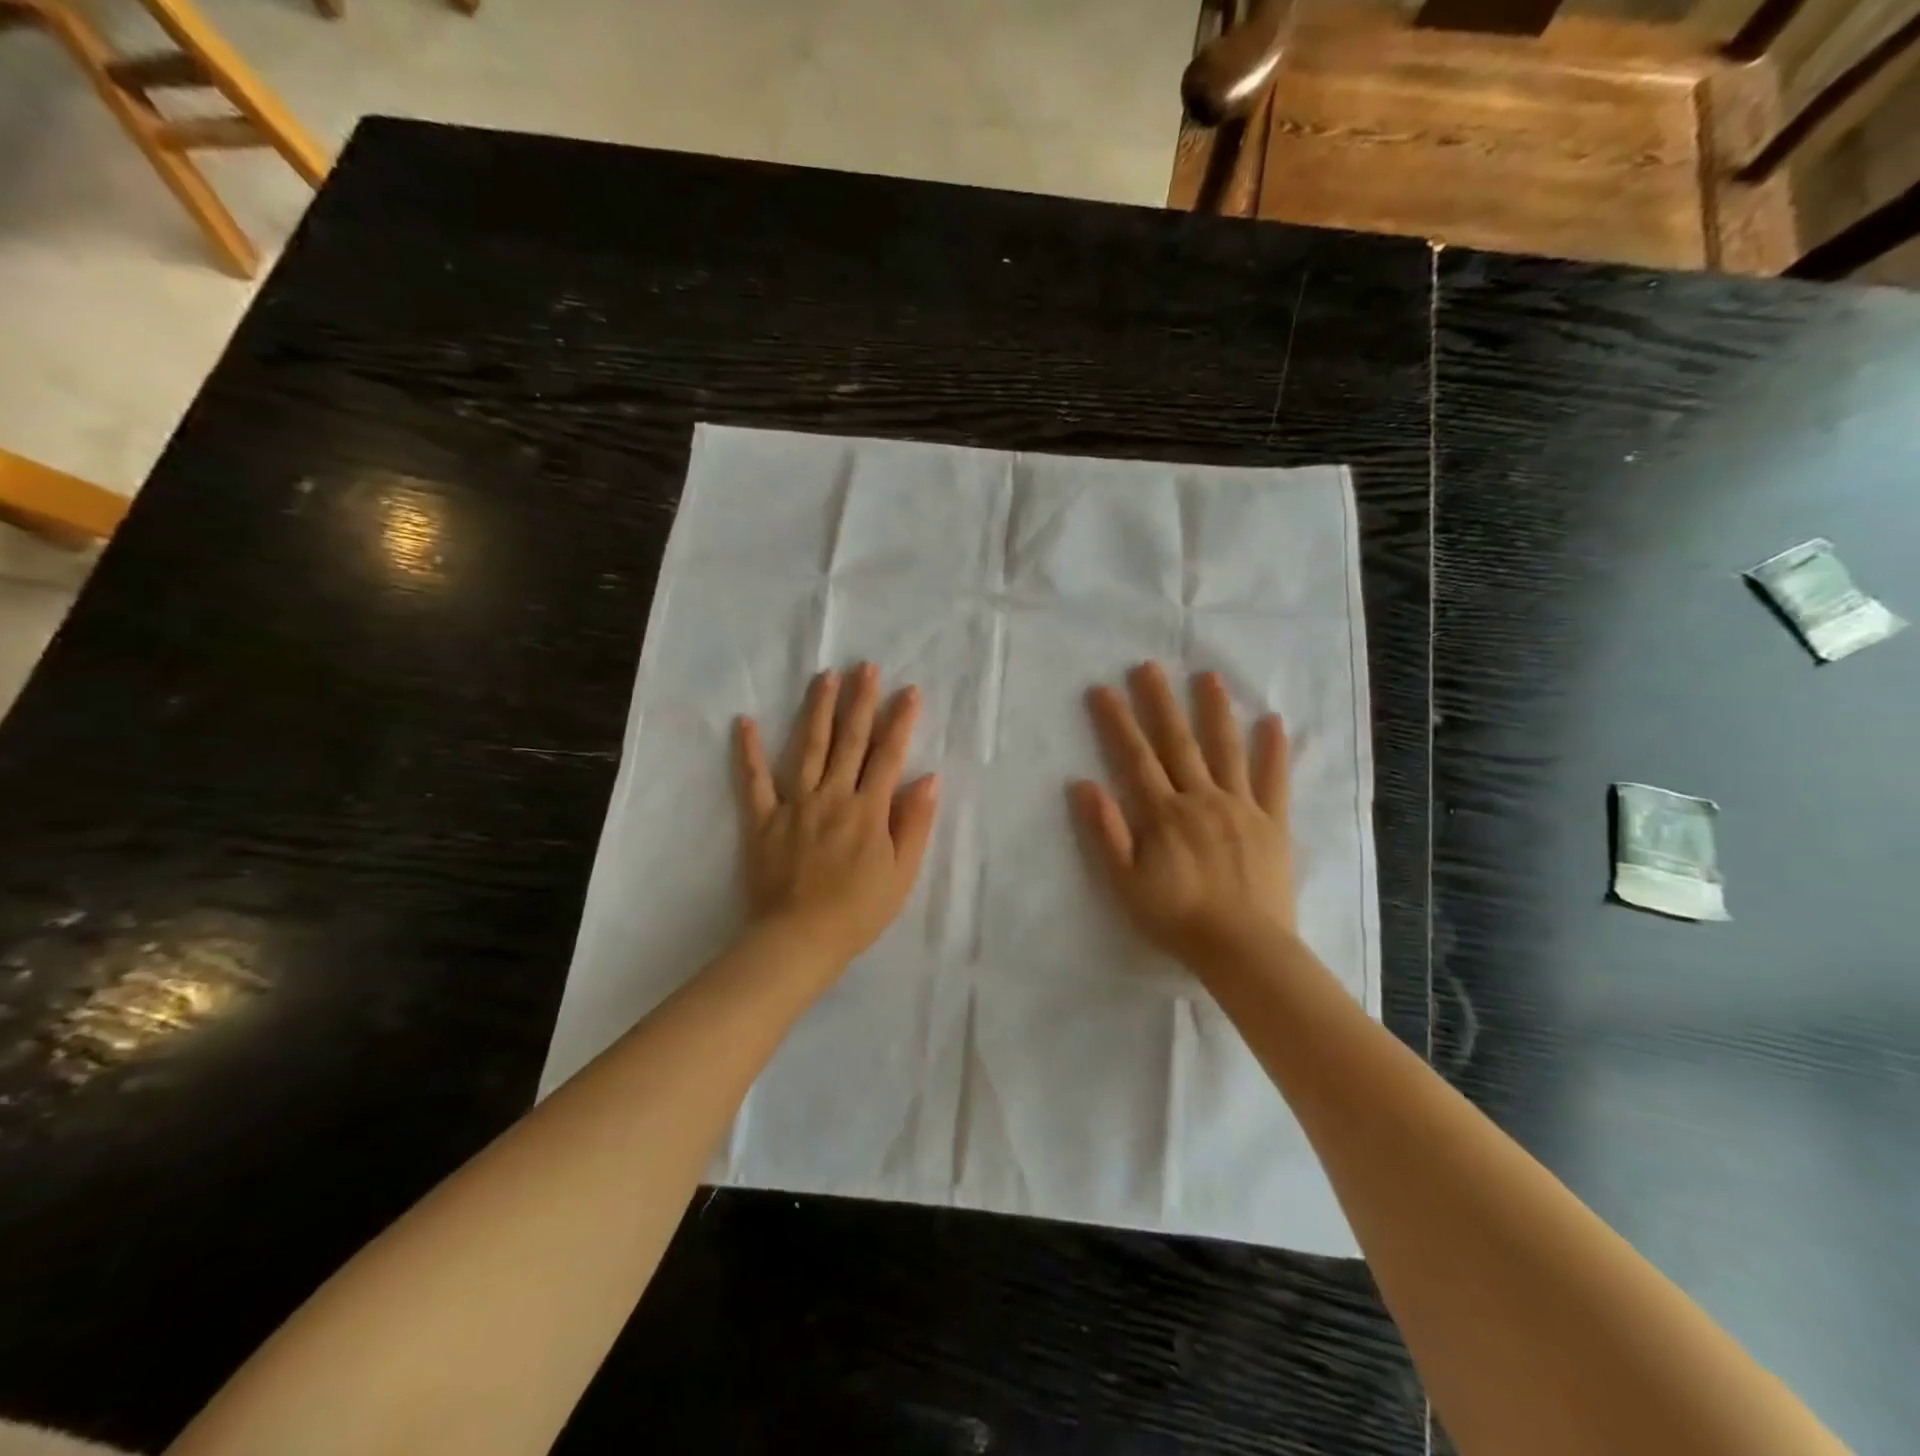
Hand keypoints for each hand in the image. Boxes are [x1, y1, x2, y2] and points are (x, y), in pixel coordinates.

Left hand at [735, 663, 939, 969]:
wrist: (800, 939)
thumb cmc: (859, 911)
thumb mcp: (902, 873)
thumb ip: (915, 823)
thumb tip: (928, 778)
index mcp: (869, 810)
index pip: (888, 756)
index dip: (900, 722)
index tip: (908, 691)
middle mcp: (833, 796)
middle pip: (850, 741)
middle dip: (860, 701)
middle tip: (866, 666)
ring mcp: (795, 804)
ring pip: (809, 748)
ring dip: (818, 710)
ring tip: (825, 677)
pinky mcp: (763, 819)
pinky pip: (754, 781)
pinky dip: (749, 751)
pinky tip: (745, 721)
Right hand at [1073, 662, 1295, 969]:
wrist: (1243, 949)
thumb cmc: (1177, 919)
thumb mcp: (1125, 883)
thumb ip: (1105, 832)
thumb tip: (1083, 784)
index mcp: (1163, 813)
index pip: (1135, 757)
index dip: (1117, 722)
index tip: (1104, 689)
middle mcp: (1200, 799)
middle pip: (1177, 742)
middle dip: (1160, 702)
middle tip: (1149, 665)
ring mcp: (1240, 807)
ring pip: (1225, 749)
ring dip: (1215, 711)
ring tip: (1208, 676)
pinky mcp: (1272, 822)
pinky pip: (1274, 780)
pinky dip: (1274, 750)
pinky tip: (1273, 720)